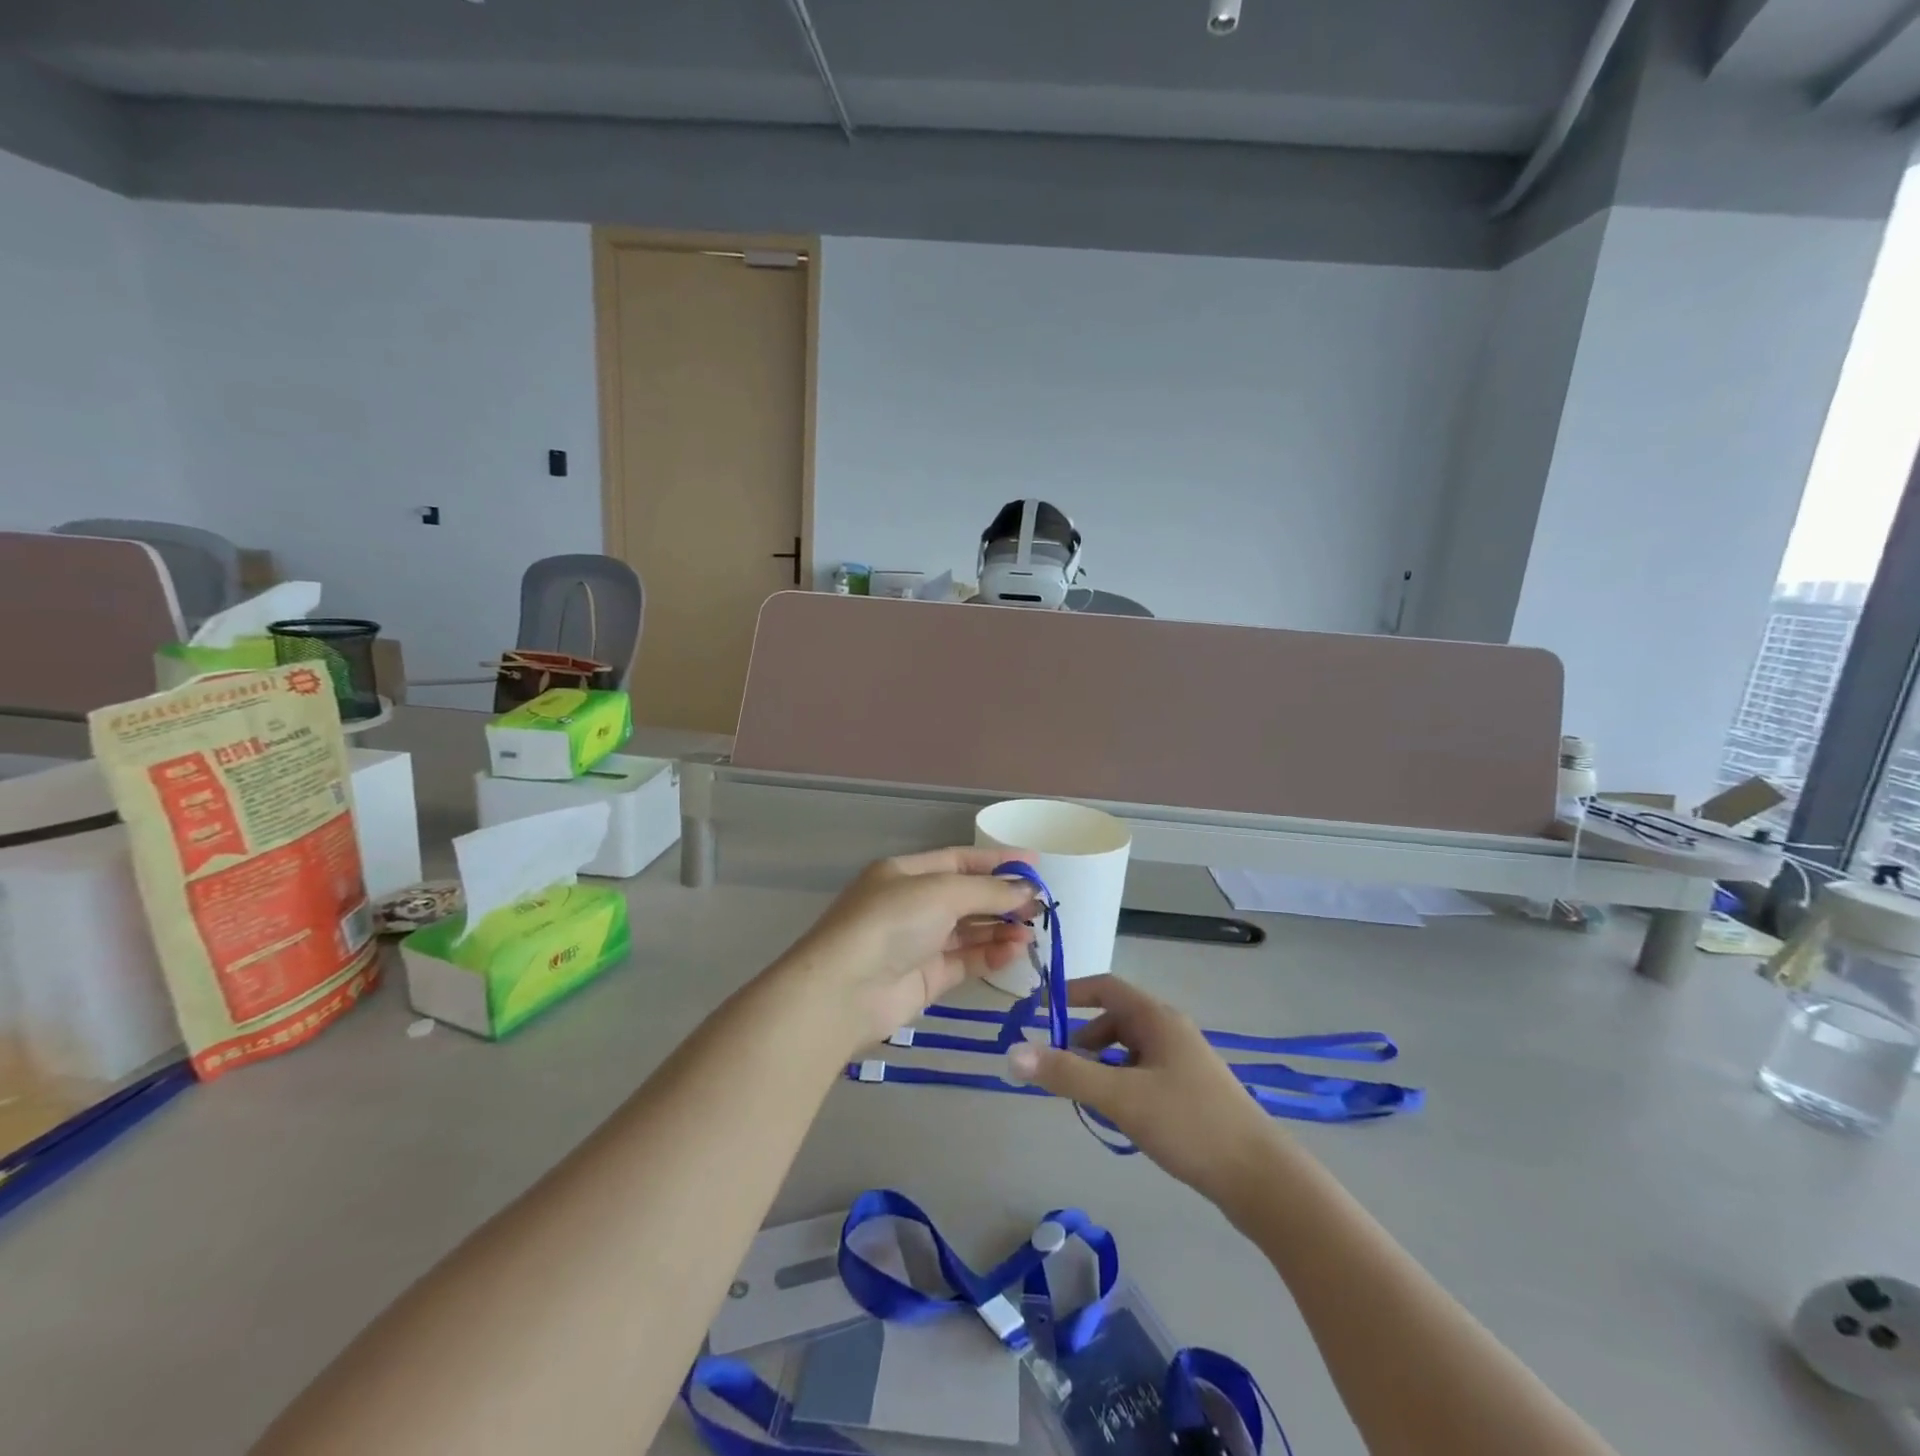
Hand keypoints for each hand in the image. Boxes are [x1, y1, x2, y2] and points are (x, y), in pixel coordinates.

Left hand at [773, 848, 1037, 1053]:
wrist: (843, 992)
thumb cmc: (890, 923)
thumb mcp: (941, 892)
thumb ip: (988, 891)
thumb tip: (1027, 891)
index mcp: (905, 873)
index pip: (958, 860)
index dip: (996, 862)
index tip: (1035, 867)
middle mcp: (911, 905)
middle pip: (965, 896)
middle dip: (1002, 899)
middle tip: (1040, 907)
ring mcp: (917, 943)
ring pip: (968, 931)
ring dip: (1000, 929)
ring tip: (1033, 931)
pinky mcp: (924, 979)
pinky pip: (964, 961)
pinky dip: (990, 955)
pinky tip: (1015, 951)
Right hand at [1006, 976, 1279, 1202]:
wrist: (1261, 1179)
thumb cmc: (1188, 1124)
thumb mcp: (1121, 1098)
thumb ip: (1066, 1075)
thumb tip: (1012, 1053)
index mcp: (1156, 1018)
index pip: (1105, 987)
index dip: (1071, 993)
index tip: (1040, 1013)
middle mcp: (1170, 1030)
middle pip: (1114, 1021)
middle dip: (1083, 1042)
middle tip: (1063, 1073)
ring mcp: (1183, 1061)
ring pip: (1128, 1051)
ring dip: (1102, 1068)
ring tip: (1091, 1103)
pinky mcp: (1191, 1091)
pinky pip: (1143, 1074)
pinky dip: (1122, 1086)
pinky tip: (1121, 1121)